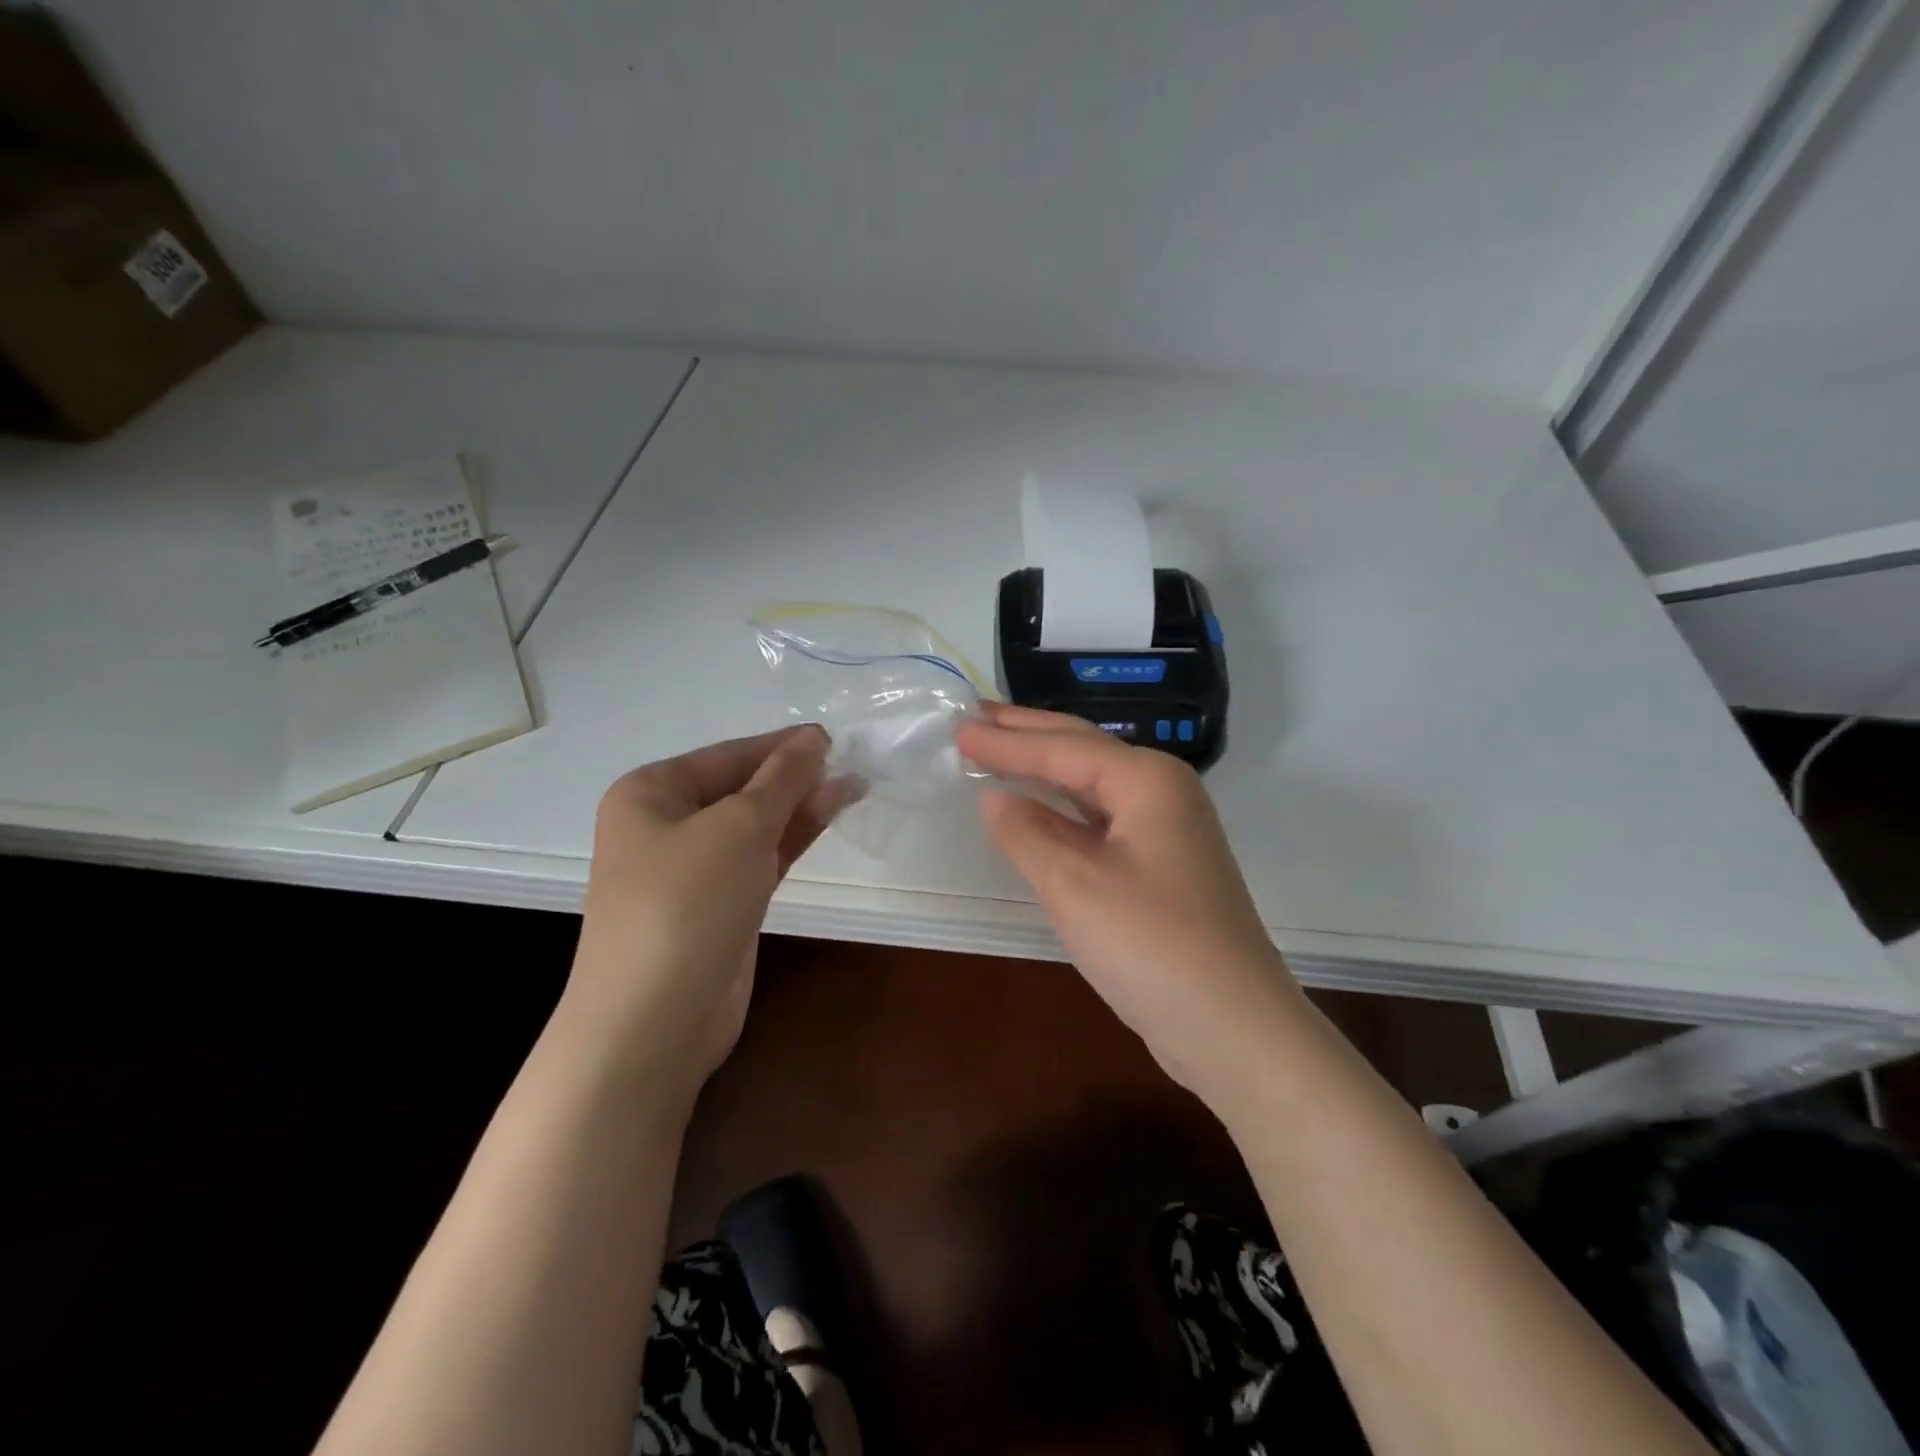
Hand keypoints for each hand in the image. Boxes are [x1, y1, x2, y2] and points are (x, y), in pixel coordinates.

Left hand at [564, 725, 836, 1099]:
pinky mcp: (719, 907)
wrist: (653, 1024)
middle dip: (794, 777)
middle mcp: (665, 826)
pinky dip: (793, 839)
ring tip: (853, 786)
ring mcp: (692, 871)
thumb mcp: (739, 827)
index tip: (835, 739)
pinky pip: (760, 859)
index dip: (781, 746)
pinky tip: (828, 818)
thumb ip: (782, 779)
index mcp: (650, 794)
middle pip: (741, 788)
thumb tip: (814, 738)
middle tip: (851, 764)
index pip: (728, 755)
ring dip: (799, 806)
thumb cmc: (686, 903)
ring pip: (754, 825)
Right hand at [956, 704, 1305, 1107]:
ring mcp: (1167, 830)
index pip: (1062, 749)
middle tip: (976, 717)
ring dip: (1044, 769)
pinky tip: (1038, 812)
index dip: (1006, 739)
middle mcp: (1162, 792)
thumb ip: (1027, 833)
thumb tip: (994, 797)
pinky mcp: (1162, 866)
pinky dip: (1063, 811)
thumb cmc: (1152, 946)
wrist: (1233, 1027)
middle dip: (1027, 734)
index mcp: (1147, 780)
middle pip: (1083, 751)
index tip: (958, 726)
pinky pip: (1101, 820)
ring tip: (997, 751)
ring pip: (1093, 785)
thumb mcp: (1074, 885)